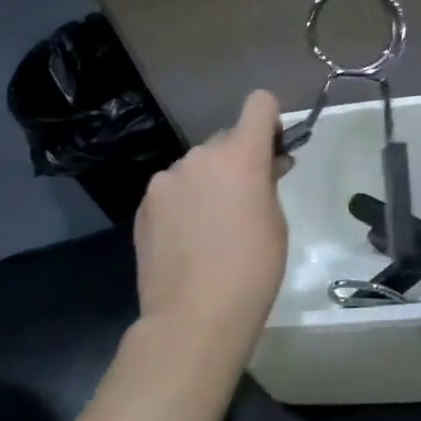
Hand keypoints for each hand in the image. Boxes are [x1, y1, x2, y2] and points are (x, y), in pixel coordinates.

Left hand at [129, 90, 288, 366]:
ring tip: (213, 227)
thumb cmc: (253, 267)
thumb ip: (268, 182)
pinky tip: (189, 240)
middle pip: (226, 140)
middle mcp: (199, 156)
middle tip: (247, 200)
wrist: (194, 316)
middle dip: (238, 161)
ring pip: (197, 167)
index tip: (273, 150)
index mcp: (240, 154)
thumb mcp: (276, 219)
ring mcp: (166, 180)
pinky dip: (185, 203)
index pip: (259, 104)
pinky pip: (173, 191)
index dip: (270, 120)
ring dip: (209, 182)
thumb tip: (267, 166)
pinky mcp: (144, 206)